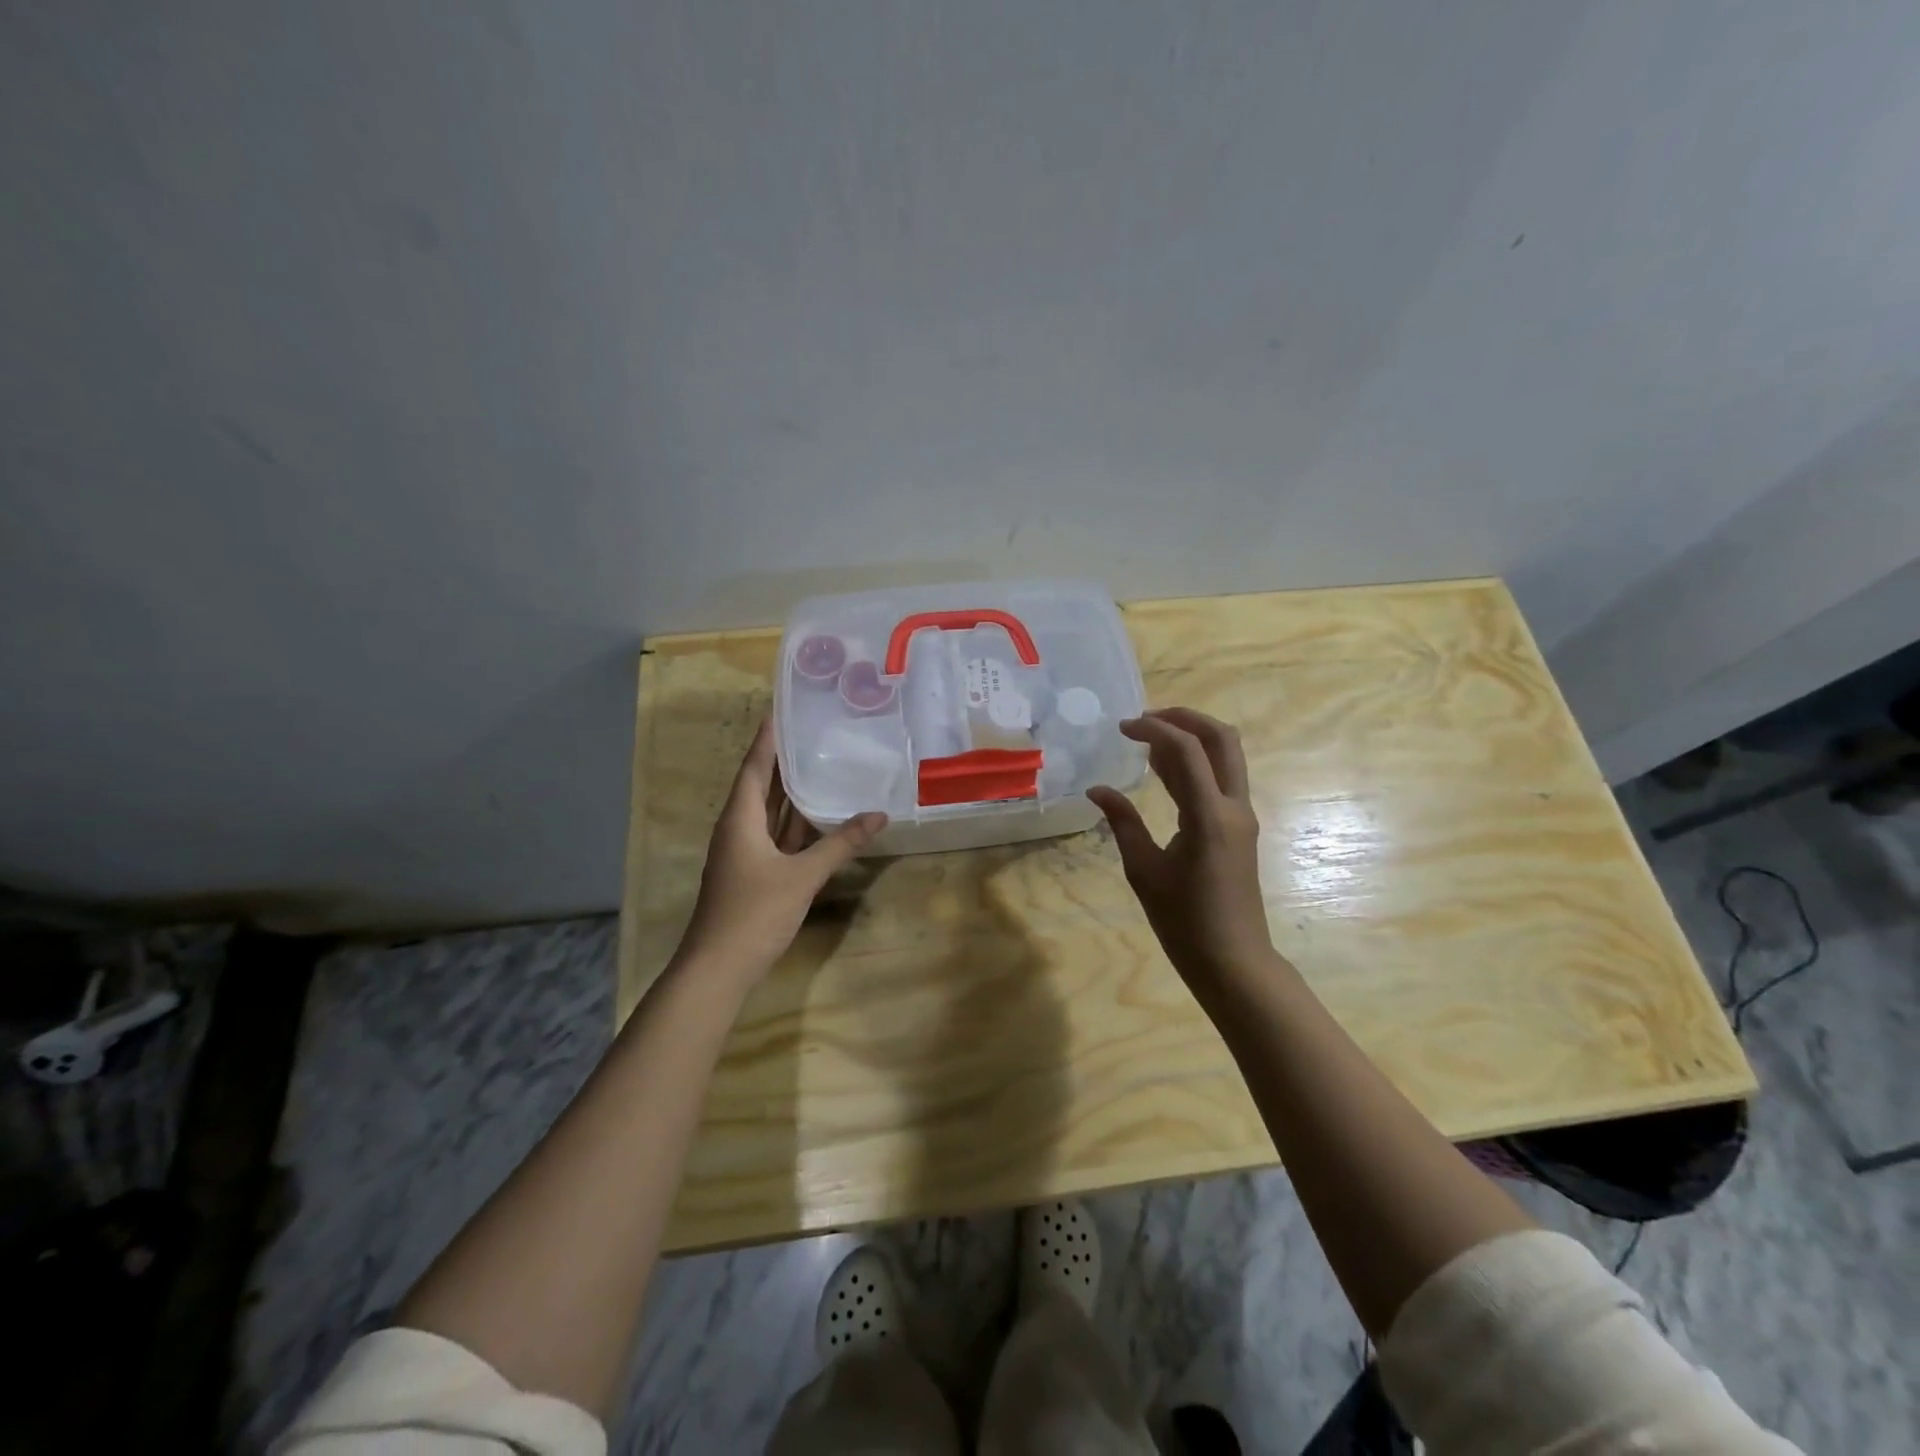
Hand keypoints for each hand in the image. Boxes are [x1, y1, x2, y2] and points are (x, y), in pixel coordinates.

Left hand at [679, 719, 887, 984]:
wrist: (718, 968)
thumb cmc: (754, 913)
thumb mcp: (802, 876)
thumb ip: (840, 844)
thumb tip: (878, 815)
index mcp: (740, 819)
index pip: (755, 767)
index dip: (768, 739)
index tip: (782, 710)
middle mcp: (738, 829)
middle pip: (761, 785)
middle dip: (784, 760)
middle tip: (813, 732)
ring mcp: (744, 852)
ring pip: (770, 813)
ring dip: (792, 792)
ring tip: (821, 762)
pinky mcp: (754, 872)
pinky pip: (776, 836)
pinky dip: (796, 823)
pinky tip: (819, 815)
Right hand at [1087, 707, 1279, 994]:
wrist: (1233, 961)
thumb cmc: (1184, 922)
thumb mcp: (1143, 871)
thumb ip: (1122, 823)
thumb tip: (1097, 790)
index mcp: (1209, 817)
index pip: (1187, 750)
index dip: (1154, 729)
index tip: (1122, 728)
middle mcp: (1233, 807)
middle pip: (1222, 738)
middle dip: (1185, 718)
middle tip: (1145, 719)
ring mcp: (1241, 817)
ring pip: (1226, 756)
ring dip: (1191, 738)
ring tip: (1147, 741)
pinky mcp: (1238, 828)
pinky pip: (1220, 779)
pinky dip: (1195, 764)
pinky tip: (1164, 771)